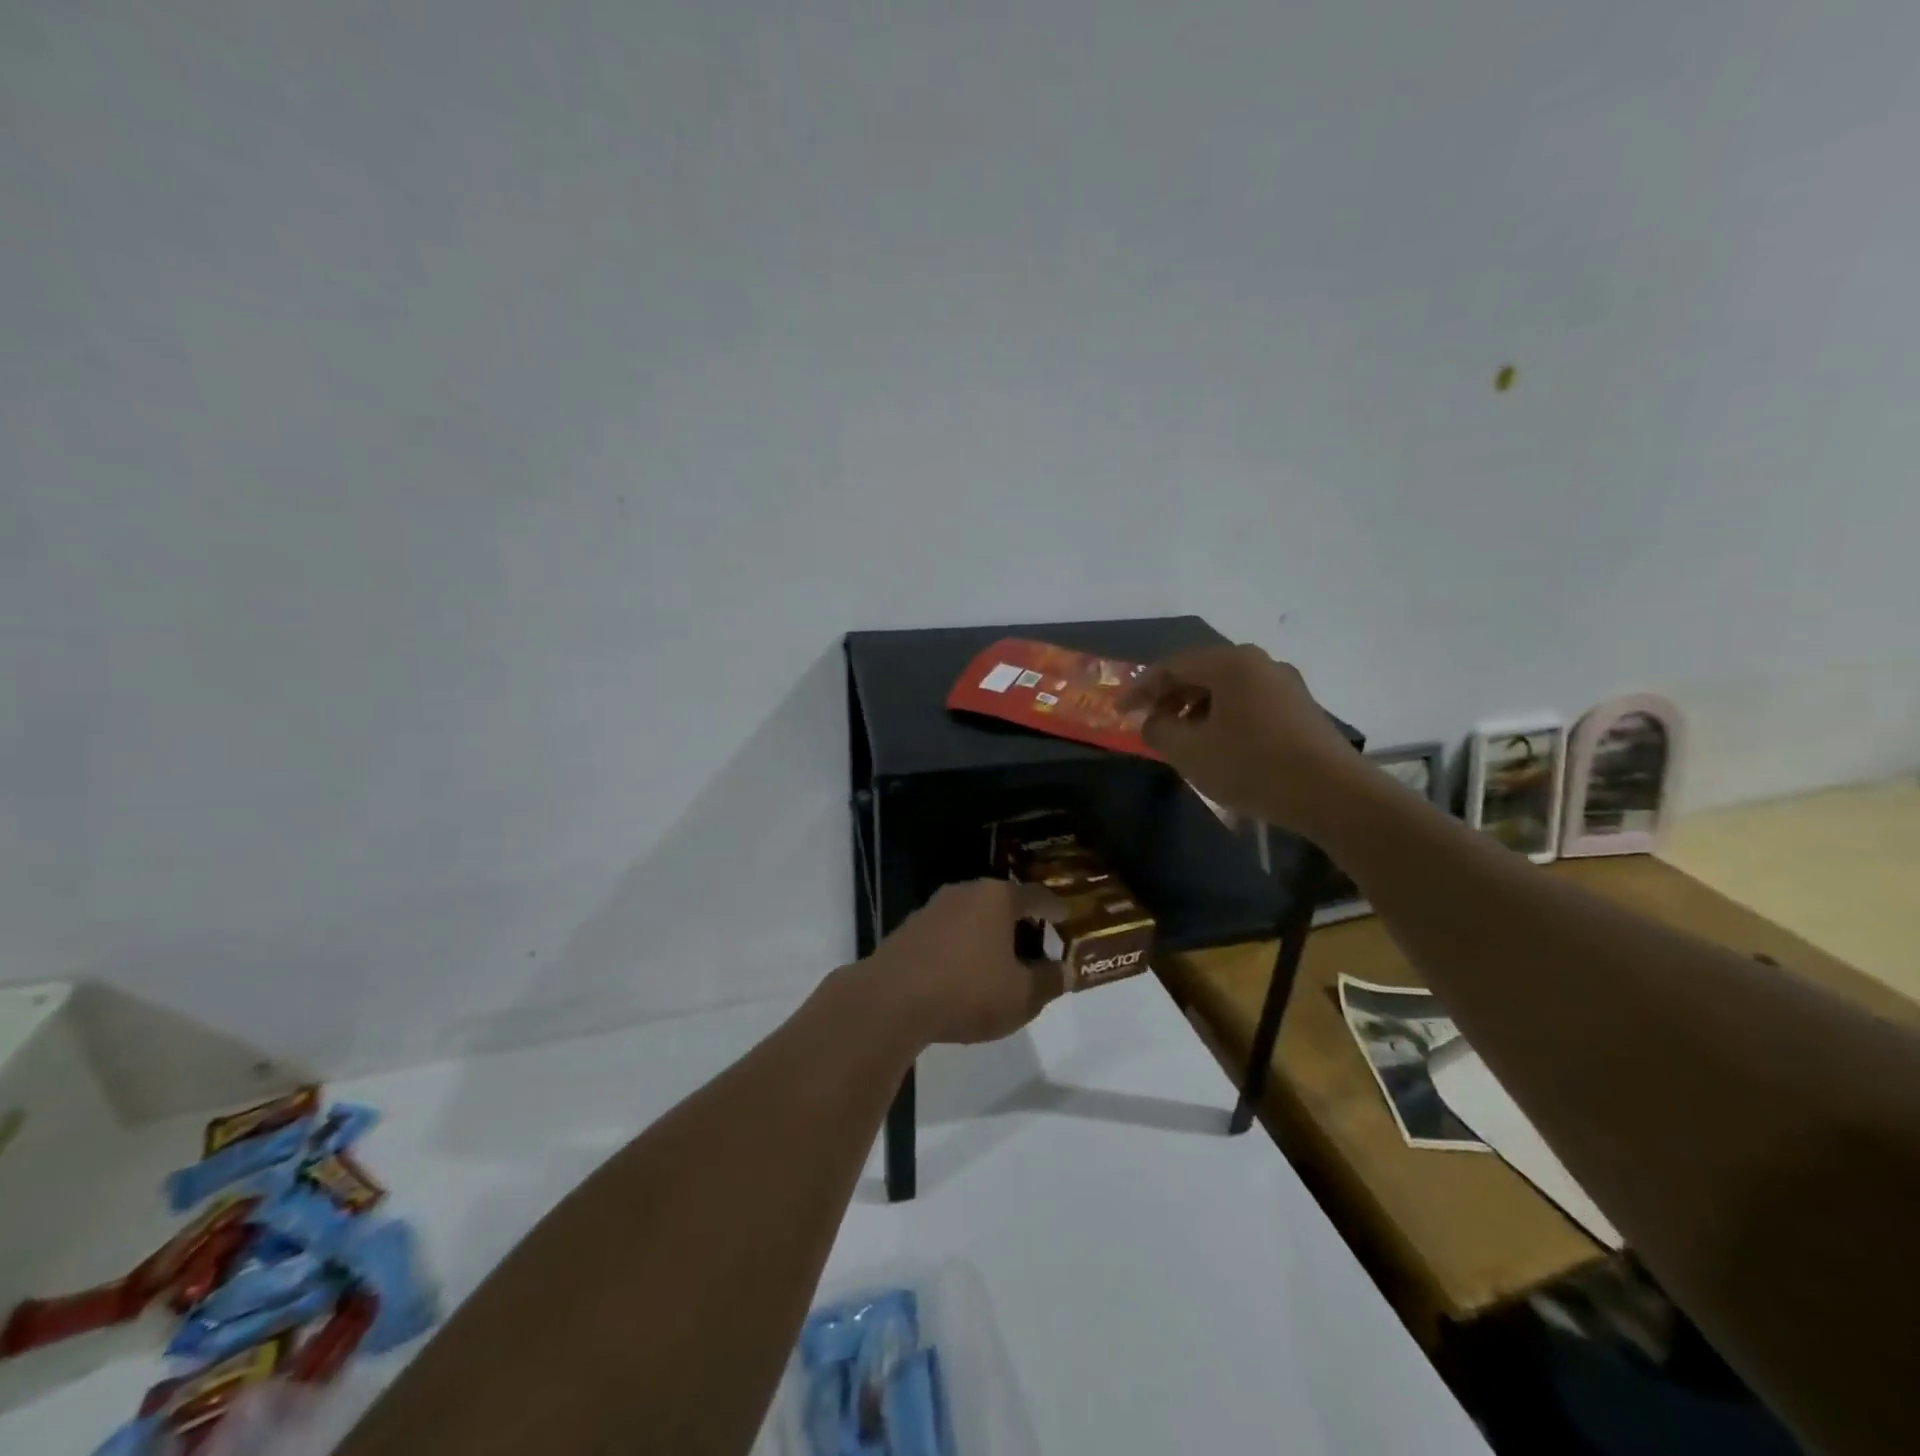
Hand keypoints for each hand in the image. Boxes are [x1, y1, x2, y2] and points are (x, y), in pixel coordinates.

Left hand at [857, 880, 1065, 1046]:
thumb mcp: (1022, 996)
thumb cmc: (967, 991)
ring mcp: (933, 908)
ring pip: (973, 917)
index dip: (1056, 908)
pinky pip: (949, 933)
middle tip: (1037, 946)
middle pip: (1003, 903)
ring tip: (1001, 964)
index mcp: (997, 898)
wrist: (890, 1001)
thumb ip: (1049, 981)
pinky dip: (963, 948)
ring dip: (989, 937)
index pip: (1037, 896)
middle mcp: (965, 892)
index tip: (1067, 917)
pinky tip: (965, 974)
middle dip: (1021, 924)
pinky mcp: (909, 929)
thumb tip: (1063, 970)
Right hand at [1119, 644, 1359, 836]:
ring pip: (1225, 689)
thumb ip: (1158, 731)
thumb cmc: (1252, 766)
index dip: (1141, 688)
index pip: (1172, 665)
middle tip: (1150, 725)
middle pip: (1200, 672)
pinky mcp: (1299, 709)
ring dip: (1195, 710)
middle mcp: (1259, 663)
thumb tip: (1153, 722)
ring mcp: (1284, 684)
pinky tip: (1218, 747)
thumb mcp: (1190, 752)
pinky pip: (1247, 703)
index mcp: (1231, 663)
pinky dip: (1222, 718)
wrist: (1332, 794)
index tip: (1121, 712)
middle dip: (1169, 698)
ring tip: (1181, 740)